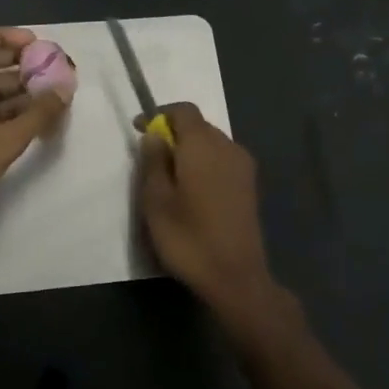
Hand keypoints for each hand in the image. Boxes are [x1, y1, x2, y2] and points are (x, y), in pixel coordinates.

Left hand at [0, 26, 71, 239]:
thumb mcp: (4, 140)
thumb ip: (37, 114)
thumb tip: (64, 90)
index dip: (6, 37)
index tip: (36, 44)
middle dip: (16, 66)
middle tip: (48, 69)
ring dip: (12, 91)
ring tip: (46, 96)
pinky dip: (1, 111)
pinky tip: (28, 120)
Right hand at [136, 103, 278, 316]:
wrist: (236, 277)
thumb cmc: (189, 238)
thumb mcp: (156, 201)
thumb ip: (153, 161)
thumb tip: (155, 135)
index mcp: (203, 145)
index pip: (183, 110)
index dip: (159, 114)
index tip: (139, 130)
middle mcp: (228, 147)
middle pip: (199, 125)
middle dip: (174, 132)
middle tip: (151, 157)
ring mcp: (243, 167)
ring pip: (212, 143)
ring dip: (190, 150)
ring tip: (170, 176)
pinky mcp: (250, 186)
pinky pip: (223, 160)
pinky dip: (205, 164)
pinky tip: (193, 190)